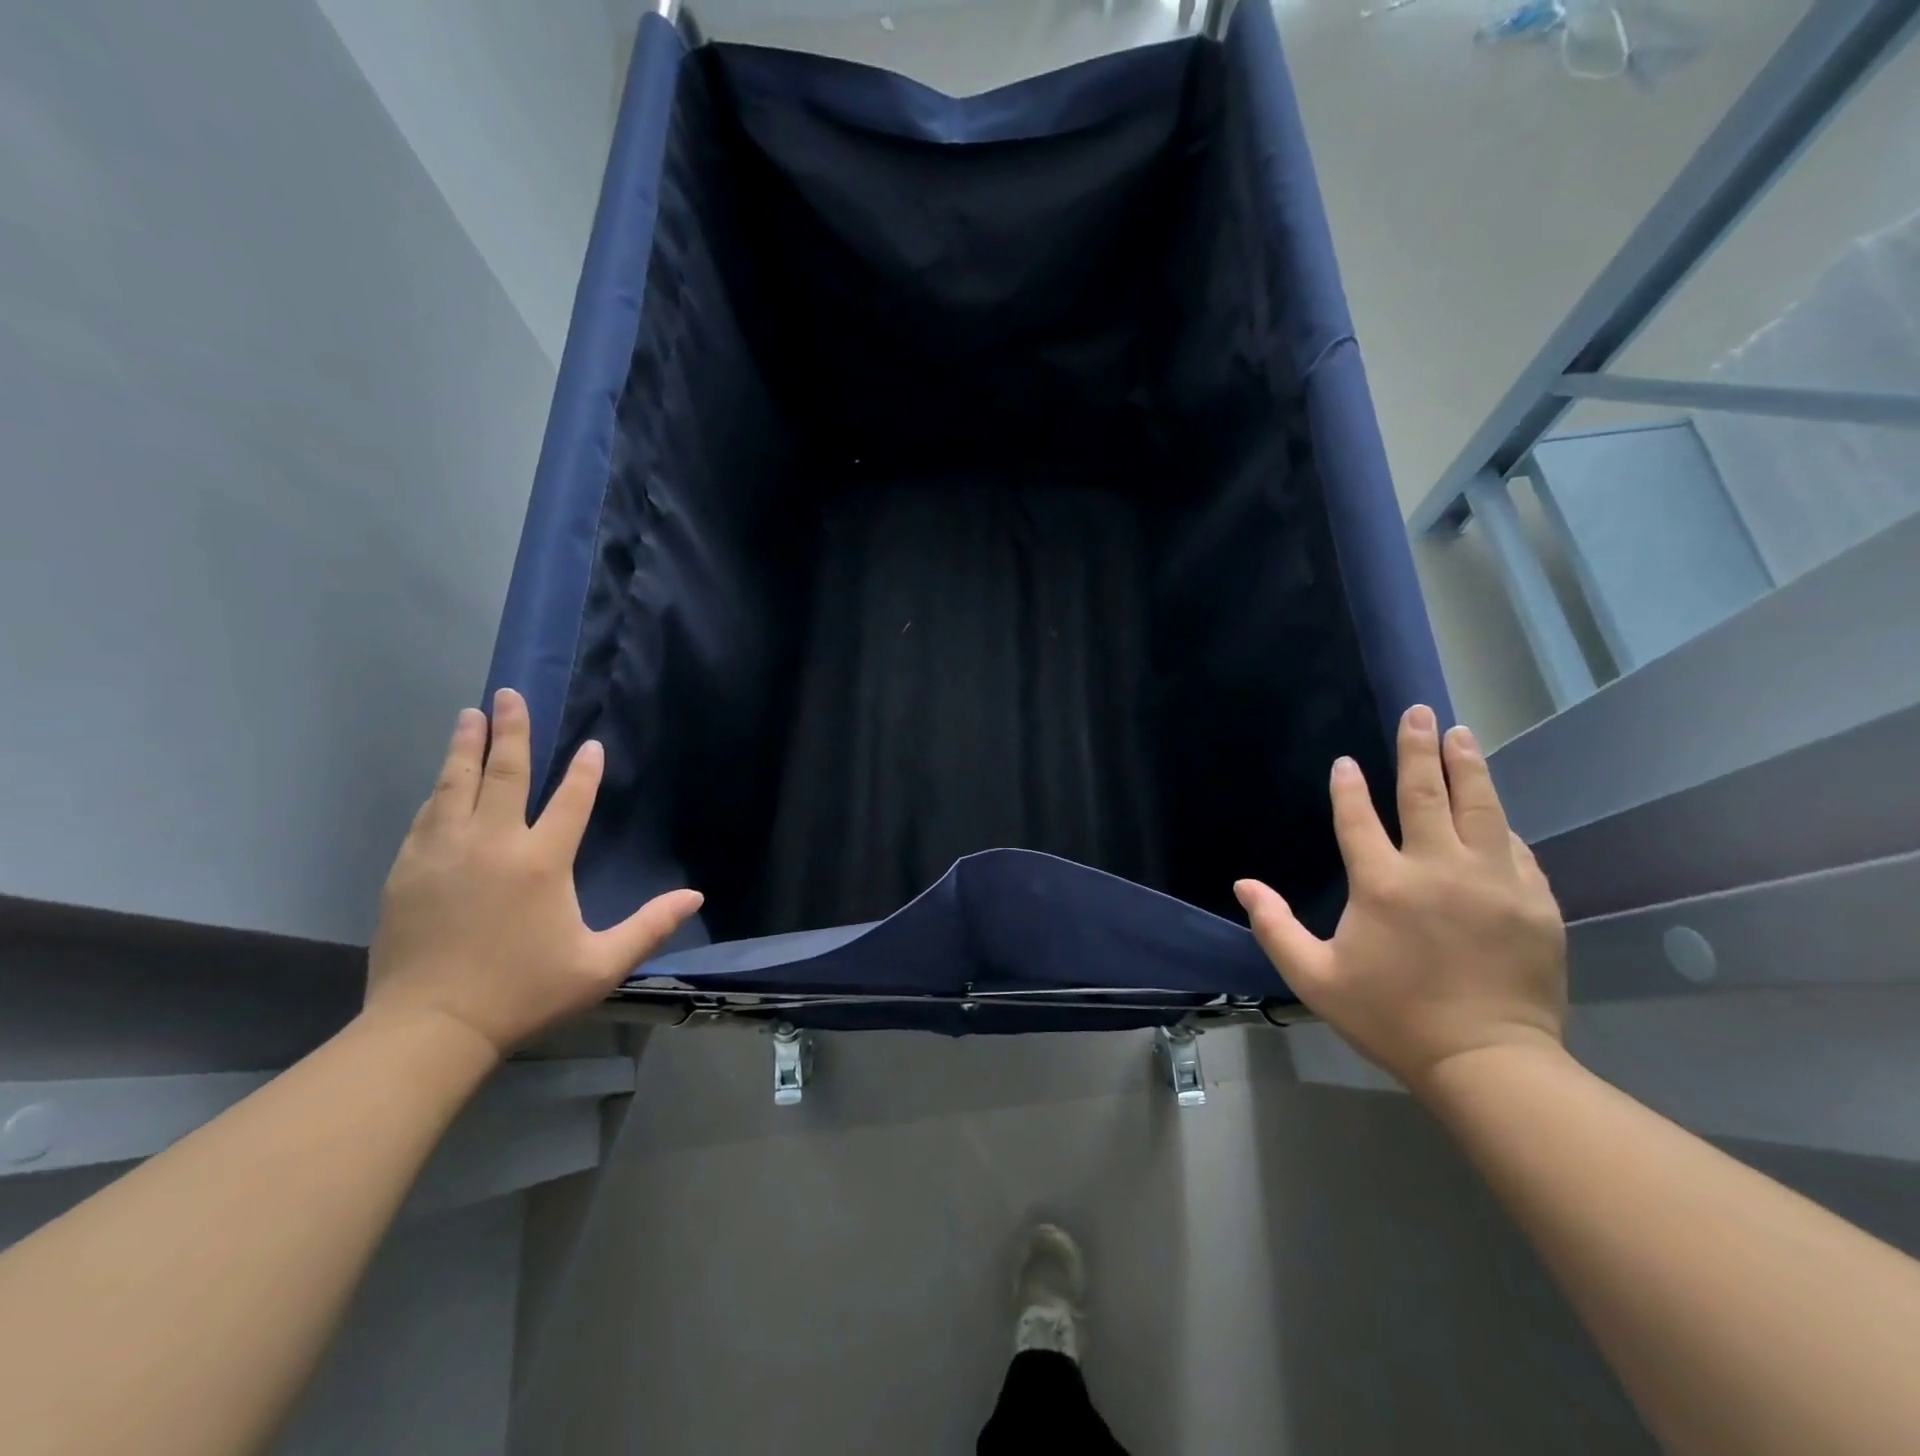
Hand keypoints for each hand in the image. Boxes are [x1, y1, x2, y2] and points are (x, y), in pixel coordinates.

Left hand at [364, 688, 702, 1056]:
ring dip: (465, 747)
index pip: (570, 801)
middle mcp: (492, 844)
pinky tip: (442, 779)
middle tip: (508, 694)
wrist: (430, 1027)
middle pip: (503, 774)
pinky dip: (439, 790)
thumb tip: (695, 897)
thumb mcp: (600, 965)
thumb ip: (650, 926)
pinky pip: (426, 816)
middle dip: (510, 731)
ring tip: (469, 715)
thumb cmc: (524, 993)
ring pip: (455, 785)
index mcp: (542, 862)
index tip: (590, 747)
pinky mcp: (408, 870)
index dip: (584, 772)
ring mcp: (443, 853)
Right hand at [1235, 705, 1566, 1093]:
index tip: (1346, 763)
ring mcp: (1494, 881)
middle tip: (1420, 712)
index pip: (1359, 818)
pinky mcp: (1535, 901)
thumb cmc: (1391, 1017)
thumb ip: (1274, 927)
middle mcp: (1438, 869)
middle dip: (1419, 748)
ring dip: (1468, 767)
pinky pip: (1514, 848)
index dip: (1348, 788)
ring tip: (1463, 734)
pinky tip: (1494, 814)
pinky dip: (1498, 825)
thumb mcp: (1315, 978)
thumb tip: (1243, 884)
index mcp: (1382, 884)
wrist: (1488, 1063)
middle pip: (1427, 794)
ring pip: (1481, 807)